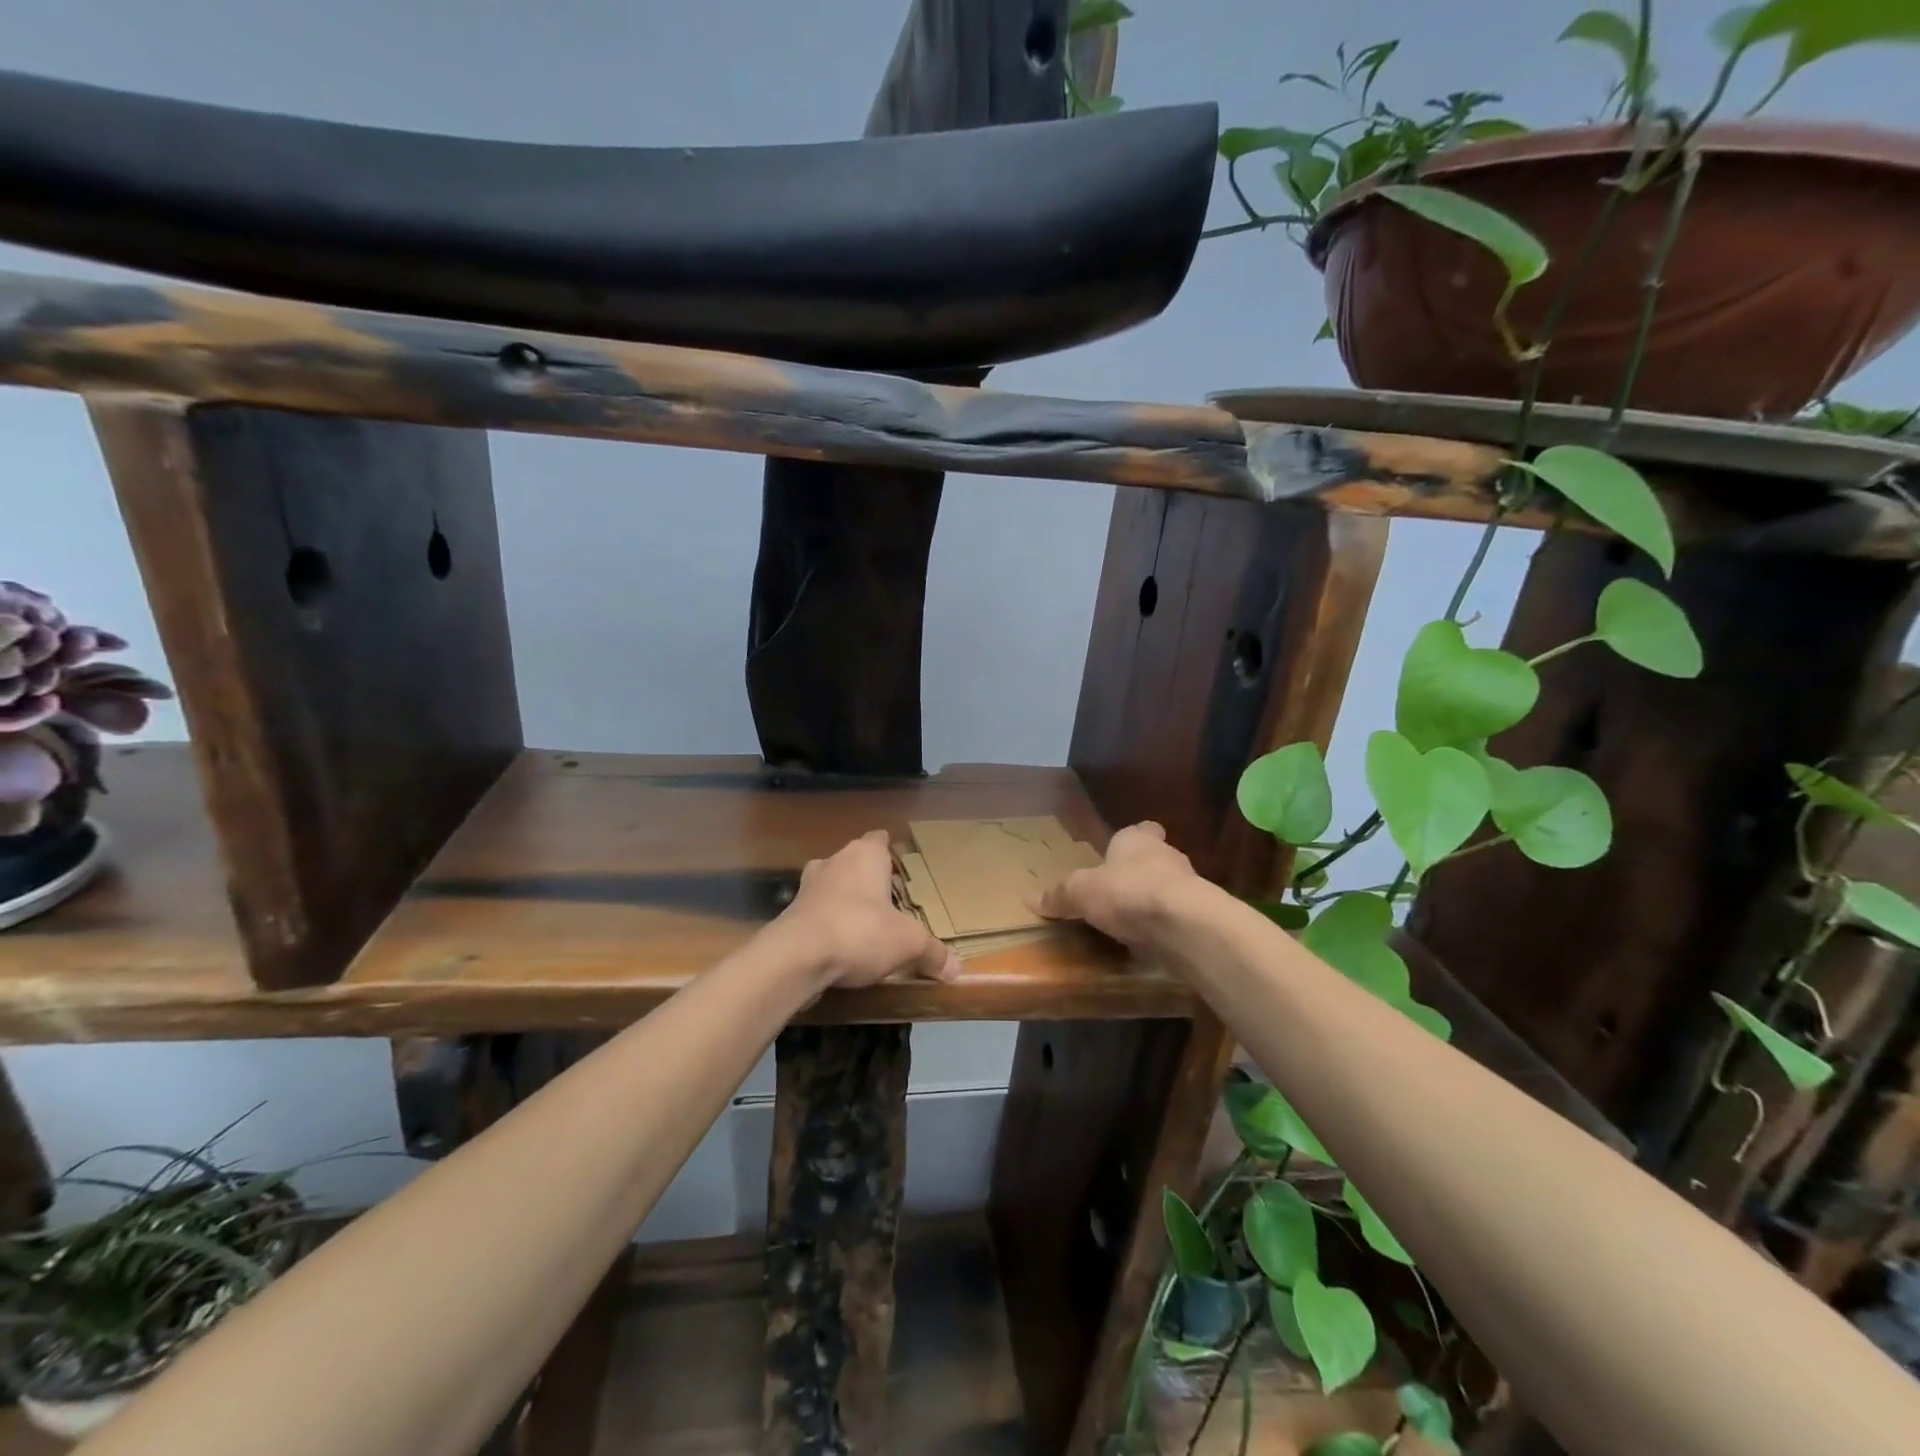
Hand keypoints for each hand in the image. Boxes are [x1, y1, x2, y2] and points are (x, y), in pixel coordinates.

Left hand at [776, 830, 959, 988]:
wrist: (795, 957)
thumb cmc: (860, 932)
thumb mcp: (908, 943)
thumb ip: (932, 952)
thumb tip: (956, 968)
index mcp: (866, 855)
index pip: (880, 839)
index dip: (890, 851)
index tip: (900, 866)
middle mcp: (834, 861)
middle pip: (855, 861)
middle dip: (869, 878)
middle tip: (889, 900)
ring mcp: (808, 885)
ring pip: (833, 884)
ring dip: (845, 899)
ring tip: (865, 924)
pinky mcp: (791, 912)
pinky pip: (817, 911)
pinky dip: (828, 922)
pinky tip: (839, 944)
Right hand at [1032, 821, 1200, 948]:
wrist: (1183, 924)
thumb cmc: (1128, 891)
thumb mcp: (1081, 892)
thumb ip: (1060, 896)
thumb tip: (1030, 899)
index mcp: (1137, 840)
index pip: (1141, 830)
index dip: (1131, 840)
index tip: (1119, 854)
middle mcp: (1166, 856)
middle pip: (1153, 859)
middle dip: (1138, 873)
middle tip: (1116, 893)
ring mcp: (1187, 886)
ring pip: (1166, 888)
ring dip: (1152, 902)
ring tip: (1129, 922)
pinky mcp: (1198, 917)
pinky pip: (1175, 918)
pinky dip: (1163, 927)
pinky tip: (1148, 942)